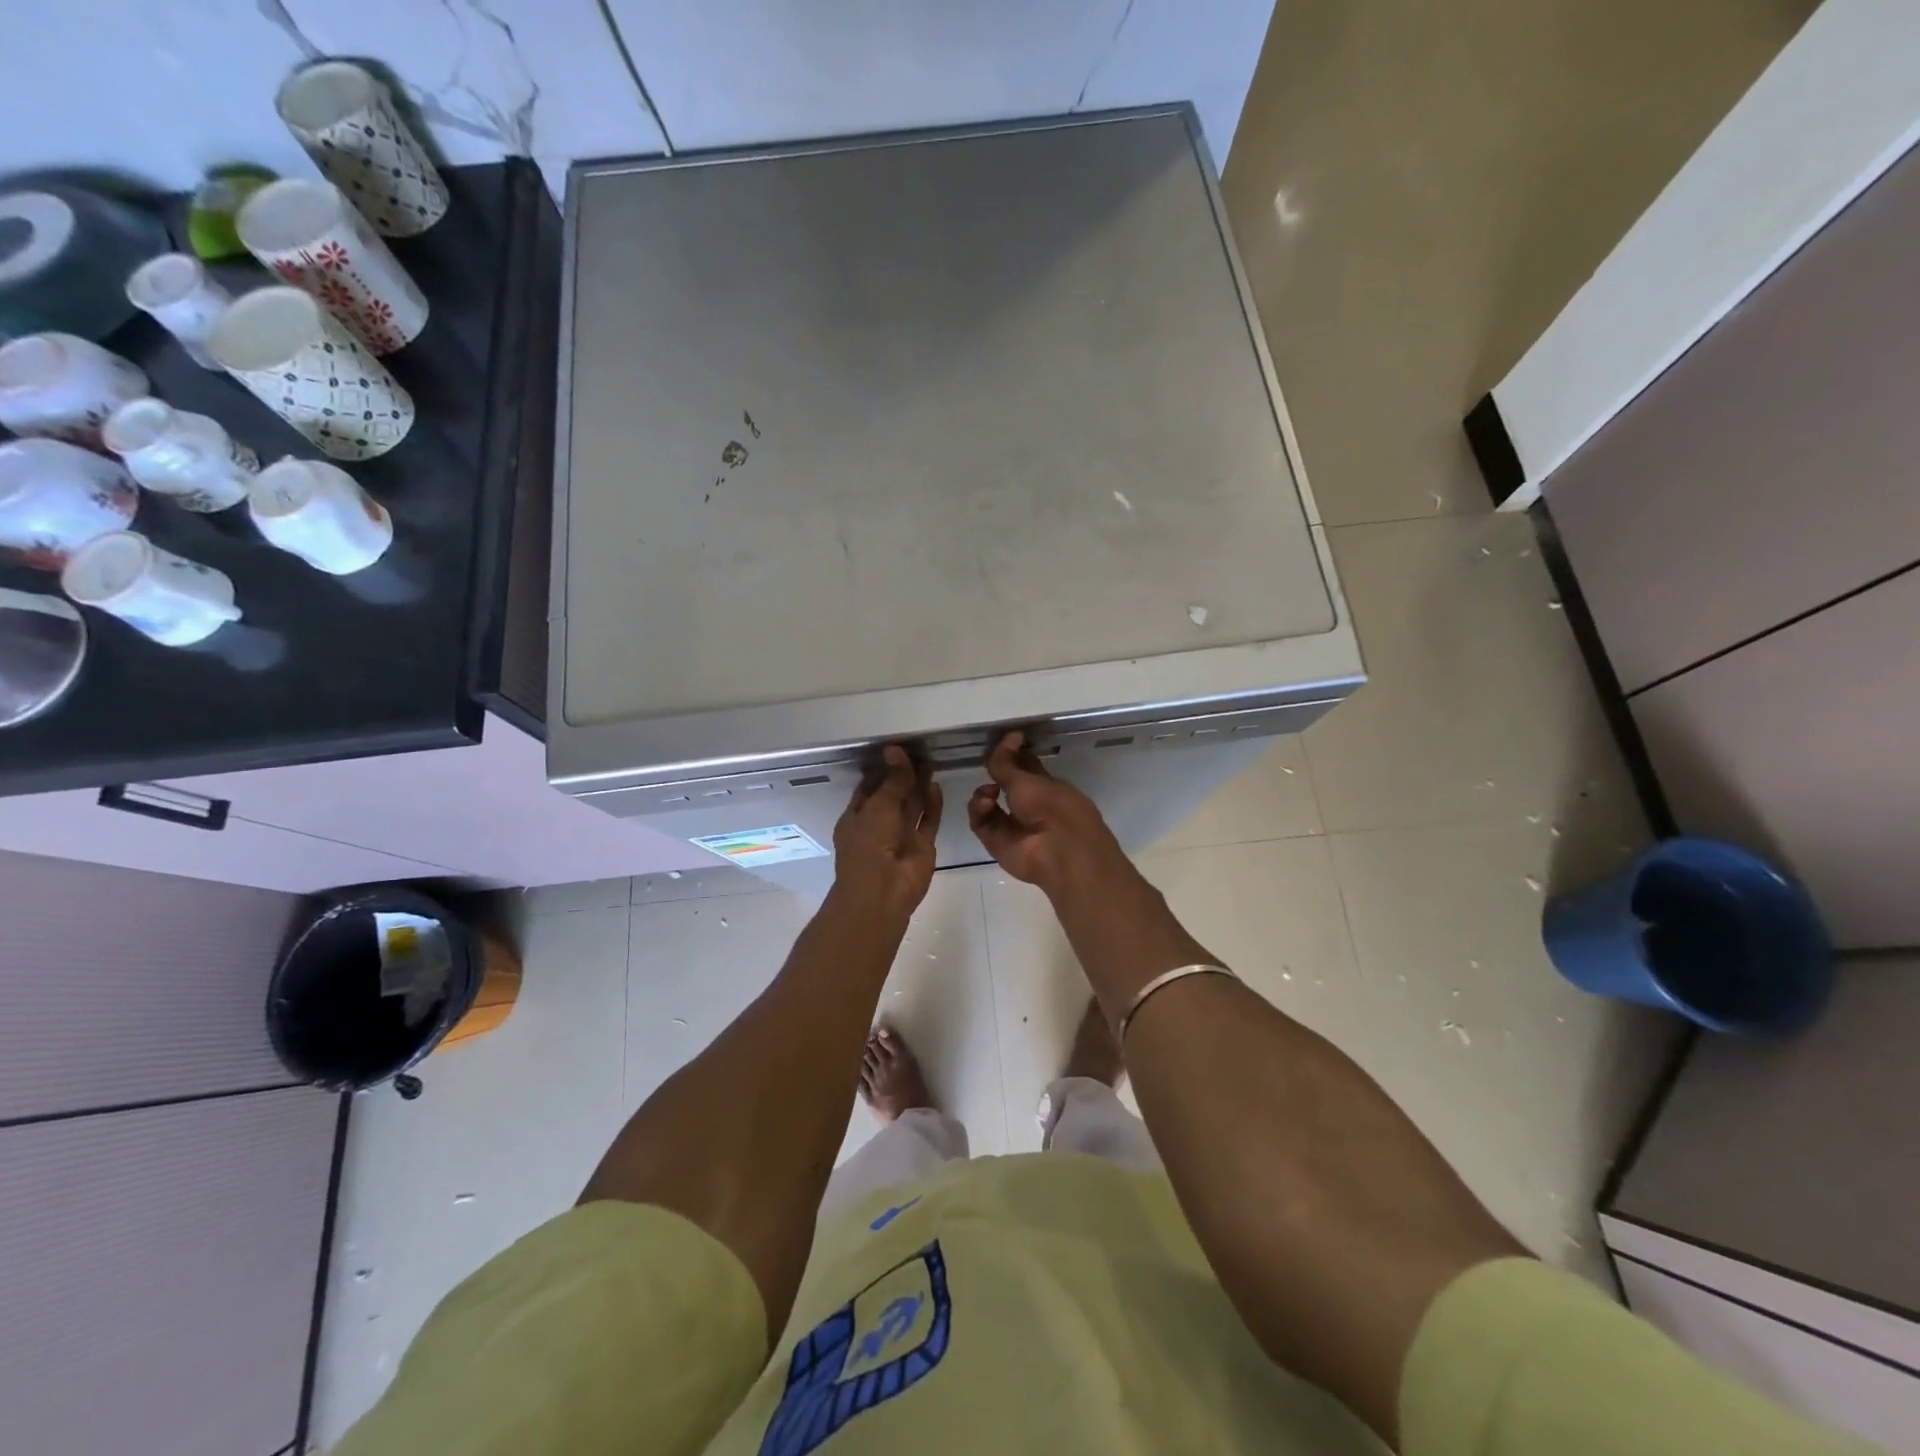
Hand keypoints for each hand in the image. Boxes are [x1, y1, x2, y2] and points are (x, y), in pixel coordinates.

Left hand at [833, 746, 941, 919]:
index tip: (896, 750)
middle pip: (893, 795)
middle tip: (917, 751)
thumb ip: (893, 780)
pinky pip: (928, 820)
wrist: (883, 891)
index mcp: (857, 816)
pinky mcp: (922, 845)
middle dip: (903, 775)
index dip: (882, 770)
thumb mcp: (878, 807)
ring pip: (912, 806)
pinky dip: (932, 804)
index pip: (869, 787)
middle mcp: (878, 825)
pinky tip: (936, 785)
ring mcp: (901, 836)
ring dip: (919, 786)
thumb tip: (896, 751)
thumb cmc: (869, 845)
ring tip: (930, 762)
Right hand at [967, 732, 1129, 894]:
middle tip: (987, 766)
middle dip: (994, 775)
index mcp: (1046, 786)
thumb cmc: (1053, 807)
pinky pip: (981, 823)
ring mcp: (1012, 825)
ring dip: (983, 794)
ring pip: (988, 805)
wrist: (1059, 851)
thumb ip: (1008, 762)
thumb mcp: (1028, 779)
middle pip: (1004, 785)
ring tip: (988, 792)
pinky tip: (986, 804)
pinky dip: (979, 811)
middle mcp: (1029, 805)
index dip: (1012, 754)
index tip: (1000, 741)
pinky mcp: (997, 843)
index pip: (1025, 766)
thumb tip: (1009, 735)